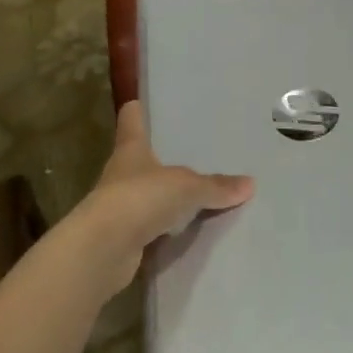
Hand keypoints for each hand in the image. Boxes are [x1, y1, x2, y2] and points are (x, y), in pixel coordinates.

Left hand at [78, 100, 253, 295]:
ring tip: (197, 192)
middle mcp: (122, 174)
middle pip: (140, 159)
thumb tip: (250, 184)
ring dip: (164, 197)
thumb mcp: (186, 187)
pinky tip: (189, 230)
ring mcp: (120, 208)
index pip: (131, 122)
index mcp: (131, 150)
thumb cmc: (140, 198)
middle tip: (191, 150)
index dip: (136, 111)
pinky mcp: (124, 239)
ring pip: (147, 195)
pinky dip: (167, 229)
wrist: (103, 251)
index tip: (138, 101)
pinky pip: (152, 228)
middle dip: (160, 157)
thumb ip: (215, 186)